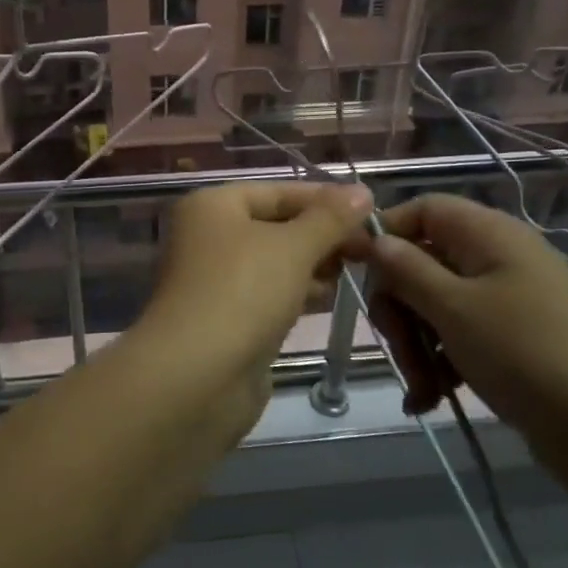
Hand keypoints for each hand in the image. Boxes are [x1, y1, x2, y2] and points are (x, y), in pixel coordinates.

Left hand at [141, 181, 372, 377]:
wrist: (197, 376)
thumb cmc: (243, 293)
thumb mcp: (293, 247)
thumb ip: (329, 219)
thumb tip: (362, 191)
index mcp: (213, 206)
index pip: (277, 191)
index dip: (324, 198)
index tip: (370, 211)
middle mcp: (209, 237)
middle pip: (275, 225)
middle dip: (321, 234)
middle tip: (370, 248)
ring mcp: (216, 280)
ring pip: (274, 262)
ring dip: (313, 264)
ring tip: (357, 269)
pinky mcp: (227, 318)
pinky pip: (269, 294)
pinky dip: (297, 292)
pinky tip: (329, 297)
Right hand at [364, 194, 567, 547]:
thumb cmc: (528, 354)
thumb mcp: (454, 308)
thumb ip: (405, 269)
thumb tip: (373, 239)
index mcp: (487, 234)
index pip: (421, 209)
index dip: (383, 234)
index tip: (351, 271)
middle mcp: (495, 259)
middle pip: (421, 262)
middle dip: (400, 308)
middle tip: (399, 350)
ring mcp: (506, 302)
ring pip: (435, 306)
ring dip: (416, 346)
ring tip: (422, 390)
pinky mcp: (512, 343)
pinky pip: (459, 339)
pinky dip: (440, 365)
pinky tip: (430, 400)